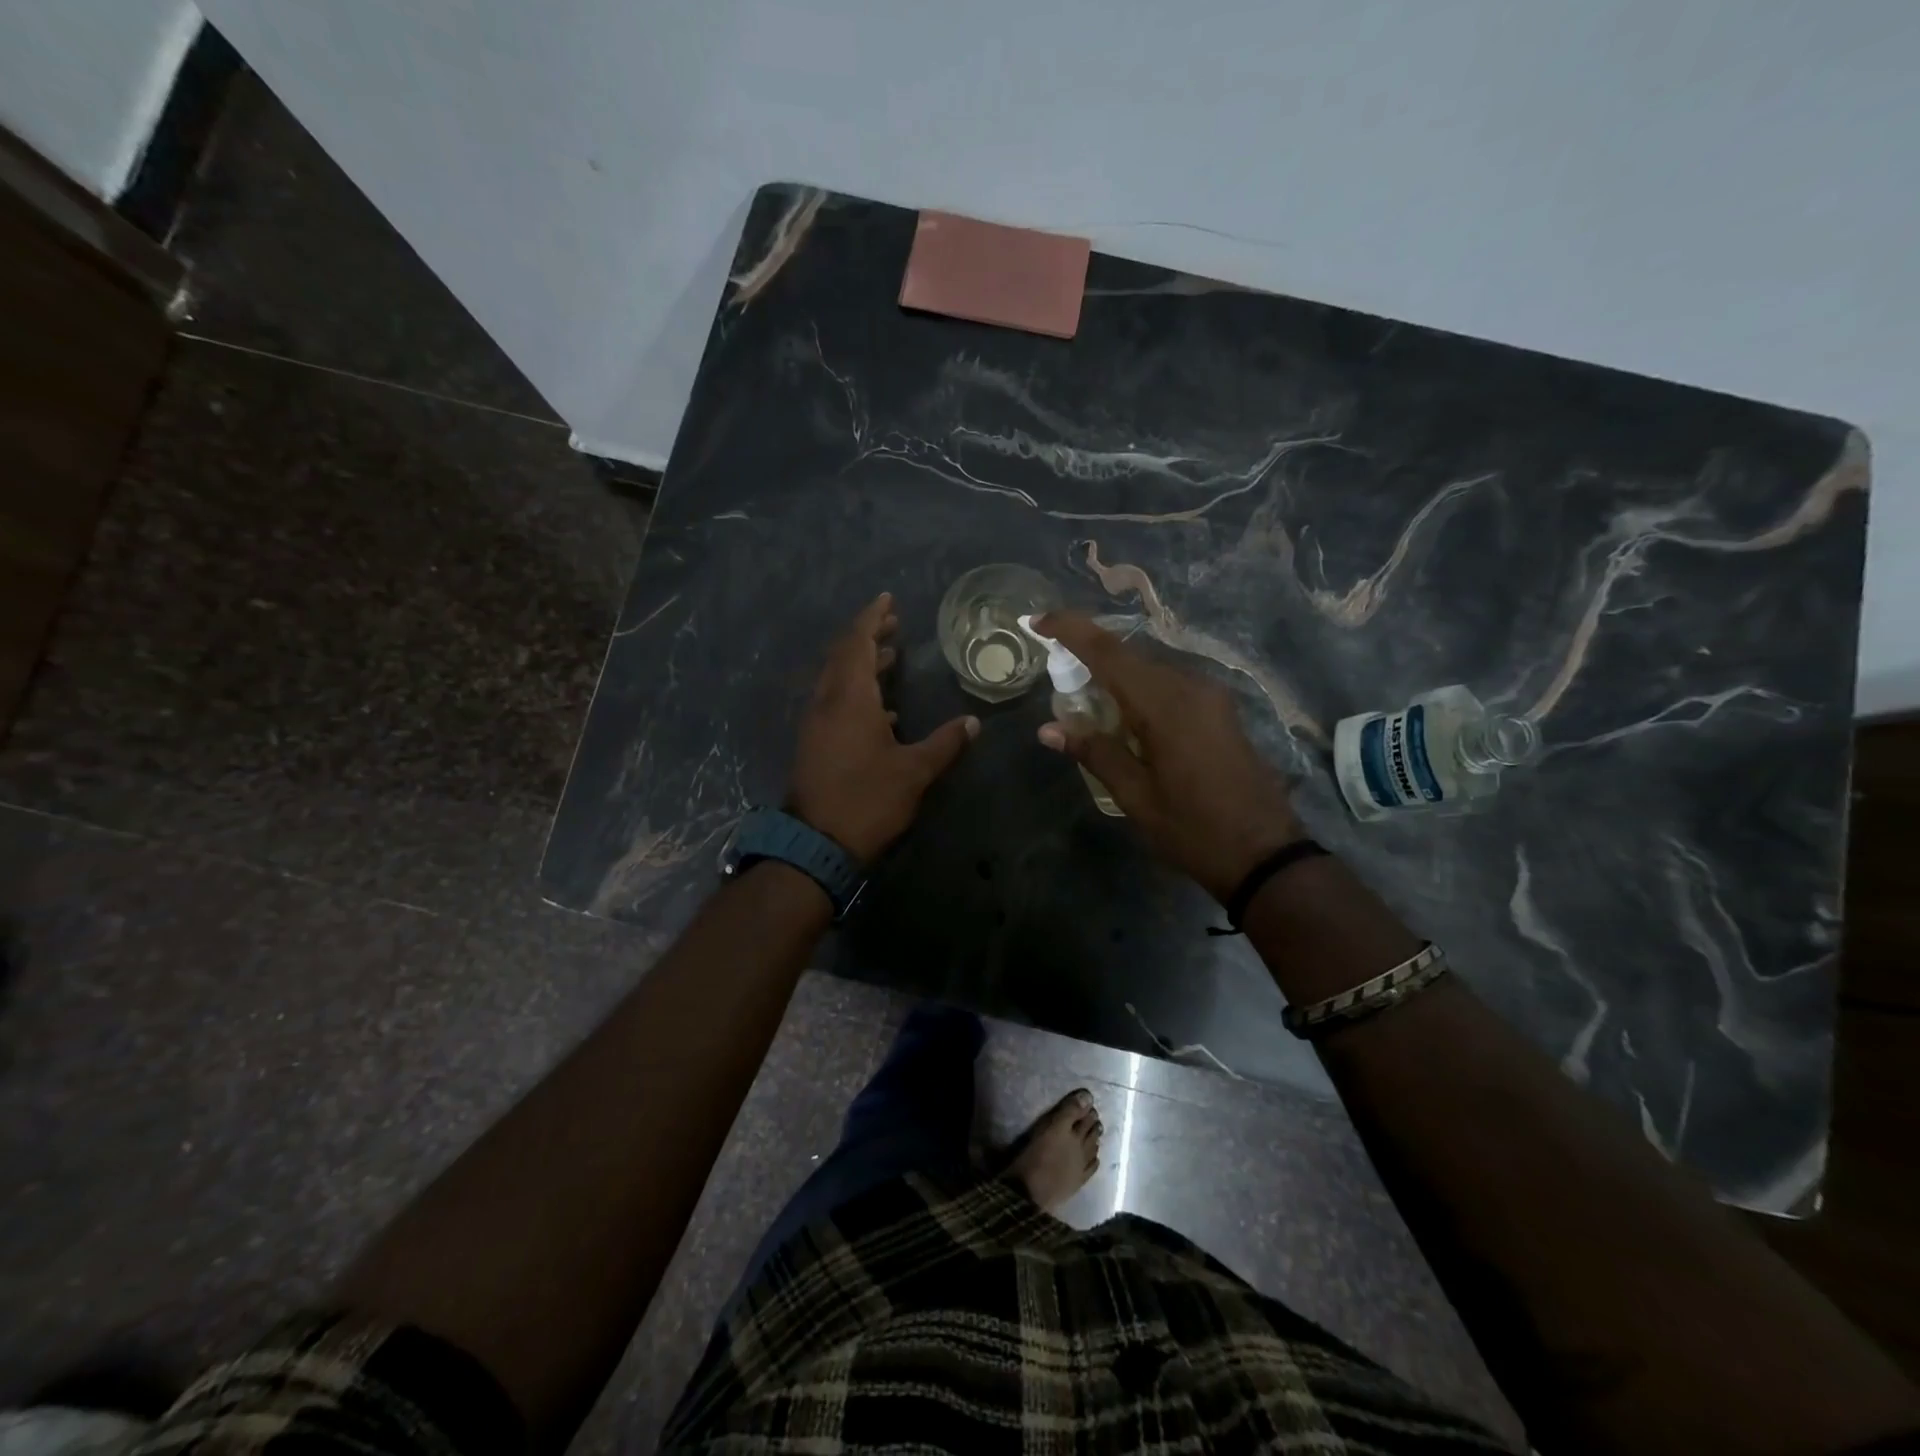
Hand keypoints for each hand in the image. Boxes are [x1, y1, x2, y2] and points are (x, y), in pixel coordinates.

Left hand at [787, 593, 979, 863]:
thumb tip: (973, 722)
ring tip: (890, 656)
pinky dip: (856, 691)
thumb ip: (945, 743)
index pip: (857, 643)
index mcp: (849, 699)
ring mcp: (816, 723)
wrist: (816, 844)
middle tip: (894, 624)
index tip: (887, 599)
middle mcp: (827, 702)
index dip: (871, 618)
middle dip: (867, 636)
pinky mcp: (814, 743)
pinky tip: (882, 708)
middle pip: (843, 656)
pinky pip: (834, 701)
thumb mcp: (914, 772)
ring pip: (837, 679)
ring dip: (861, 663)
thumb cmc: (867, 800)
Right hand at [1032, 612, 1303, 902]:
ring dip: (1115, 677)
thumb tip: (1048, 729)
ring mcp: (1210, 696)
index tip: (1038, 621)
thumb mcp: (1136, 796)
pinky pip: (1170, 685)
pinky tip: (1125, 717)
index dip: (1071, 630)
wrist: (1266, 854)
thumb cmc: (1194, 830)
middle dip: (1089, 656)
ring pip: (1150, 670)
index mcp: (1165, 705)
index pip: (1108, 652)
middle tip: (1056, 675)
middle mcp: (1190, 687)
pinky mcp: (1220, 709)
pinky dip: (1139, 690)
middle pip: (1129, 657)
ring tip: (1085, 701)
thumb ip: (1094, 753)